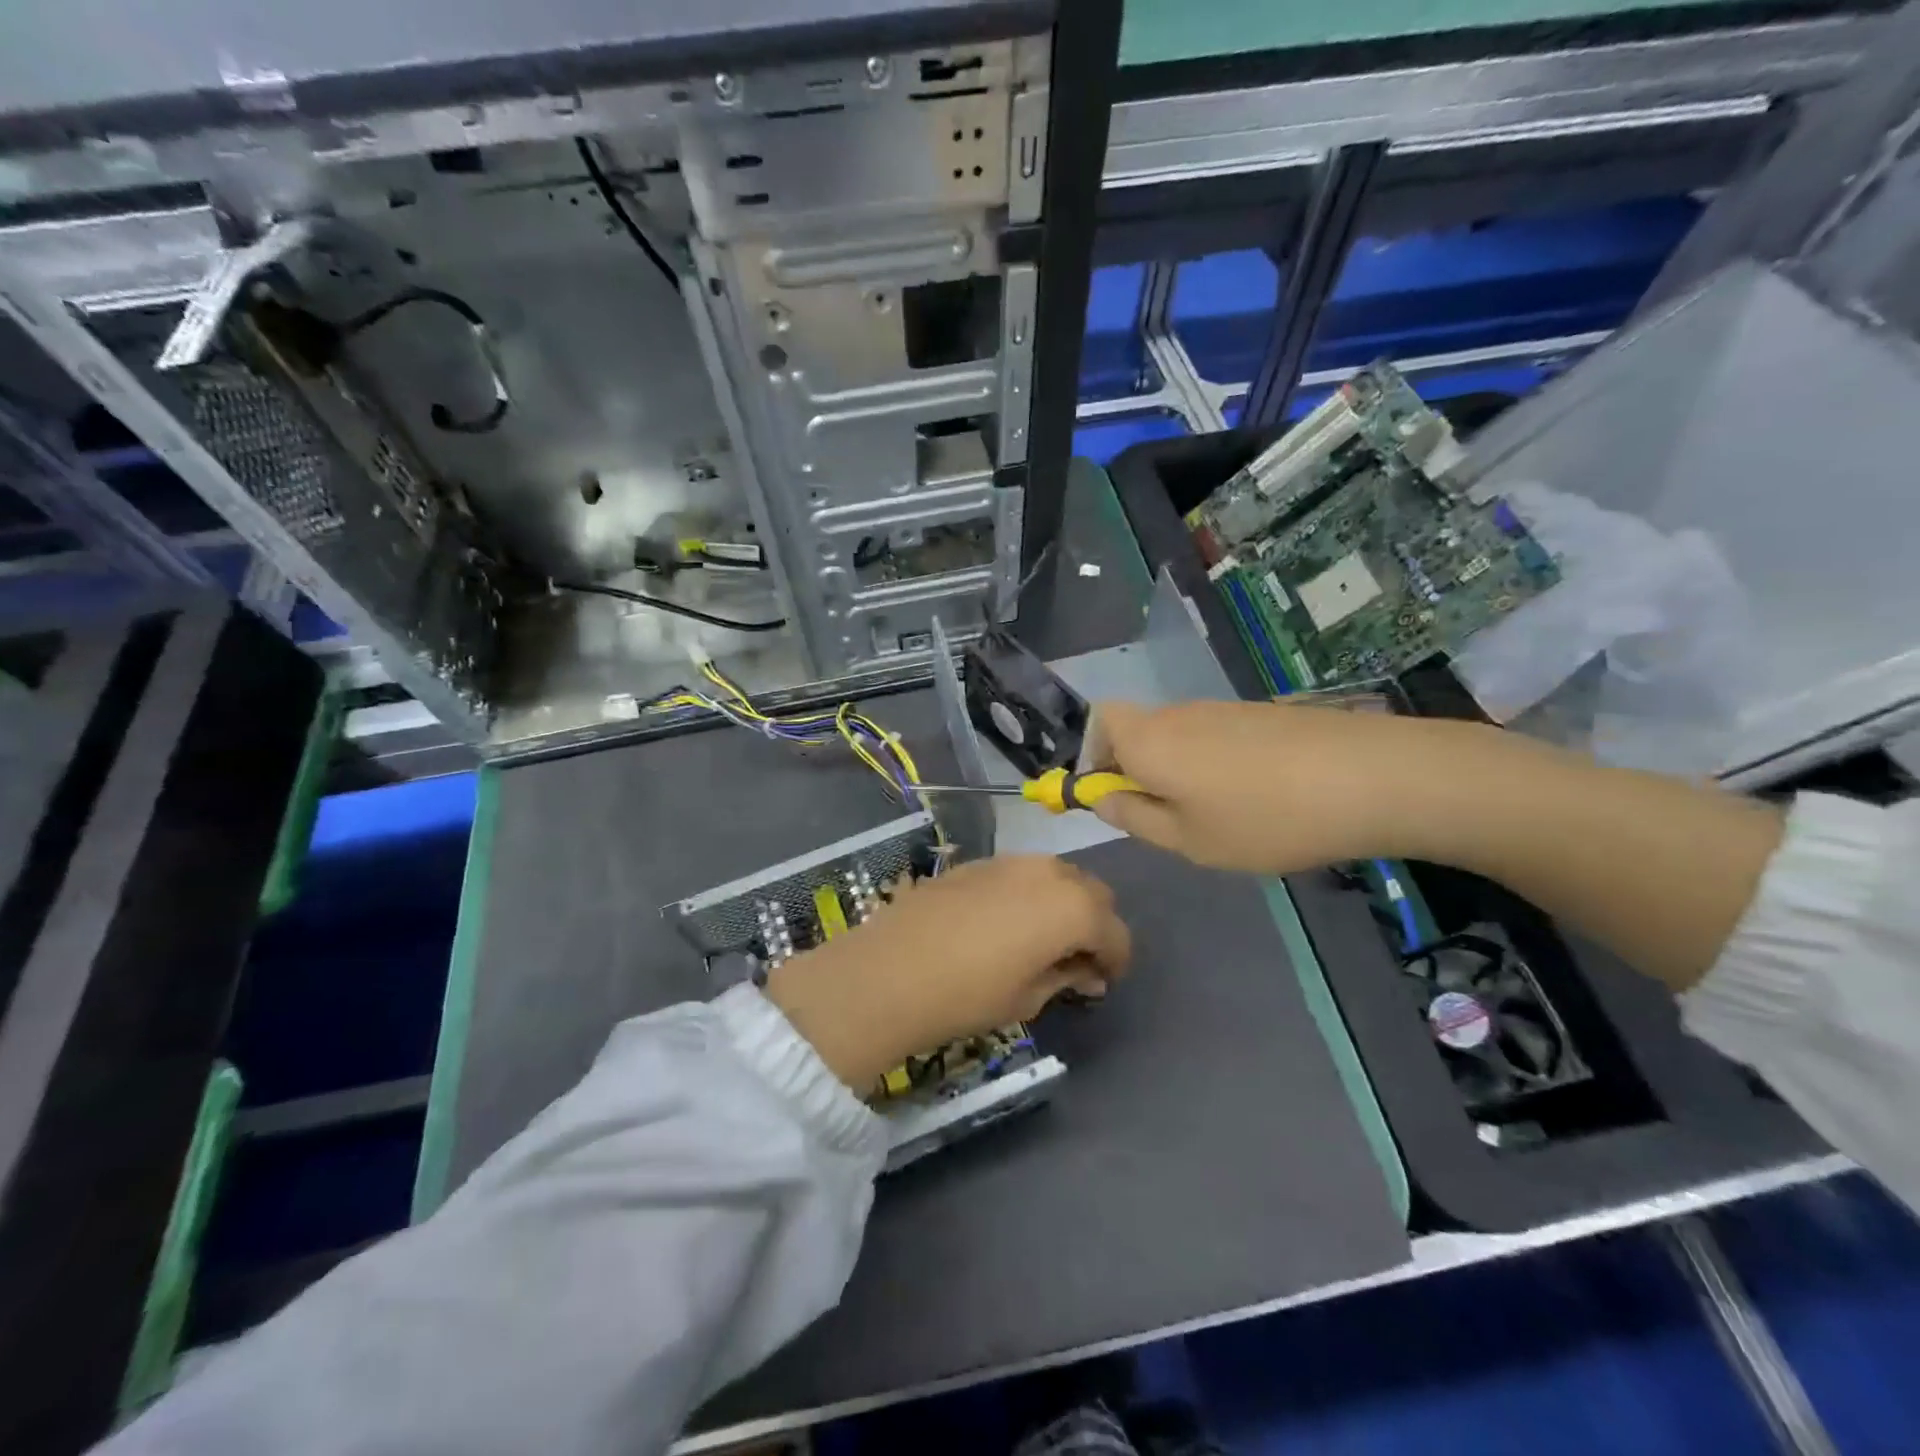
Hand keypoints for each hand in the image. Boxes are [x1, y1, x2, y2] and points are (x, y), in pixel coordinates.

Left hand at [764, 856, 1130, 1089]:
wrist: (887, 973)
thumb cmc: (967, 995)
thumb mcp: (1027, 997)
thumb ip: (1065, 976)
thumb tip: (1085, 971)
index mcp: (1072, 907)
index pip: (1115, 932)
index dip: (1116, 960)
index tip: (1102, 982)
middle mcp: (1047, 871)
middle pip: (1092, 892)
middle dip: (1094, 924)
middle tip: (1076, 960)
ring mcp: (1008, 861)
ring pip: (1056, 875)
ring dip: (1062, 903)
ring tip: (1041, 939)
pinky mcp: (976, 861)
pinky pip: (1020, 873)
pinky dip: (1029, 894)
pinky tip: (1005, 923)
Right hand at [1084, 699, 1422, 875]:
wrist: (1371, 778)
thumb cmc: (1263, 818)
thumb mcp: (1188, 839)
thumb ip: (1134, 817)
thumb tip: (1101, 797)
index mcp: (1148, 739)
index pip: (1098, 722)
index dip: (1094, 756)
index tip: (1115, 796)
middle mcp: (1178, 713)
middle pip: (1138, 730)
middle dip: (1138, 770)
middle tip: (1169, 818)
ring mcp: (1223, 709)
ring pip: (1179, 736)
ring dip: (1180, 770)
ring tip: (1221, 815)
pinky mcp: (1261, 714)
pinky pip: (1217, 736)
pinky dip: (1218, 764)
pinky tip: (1258, 798)